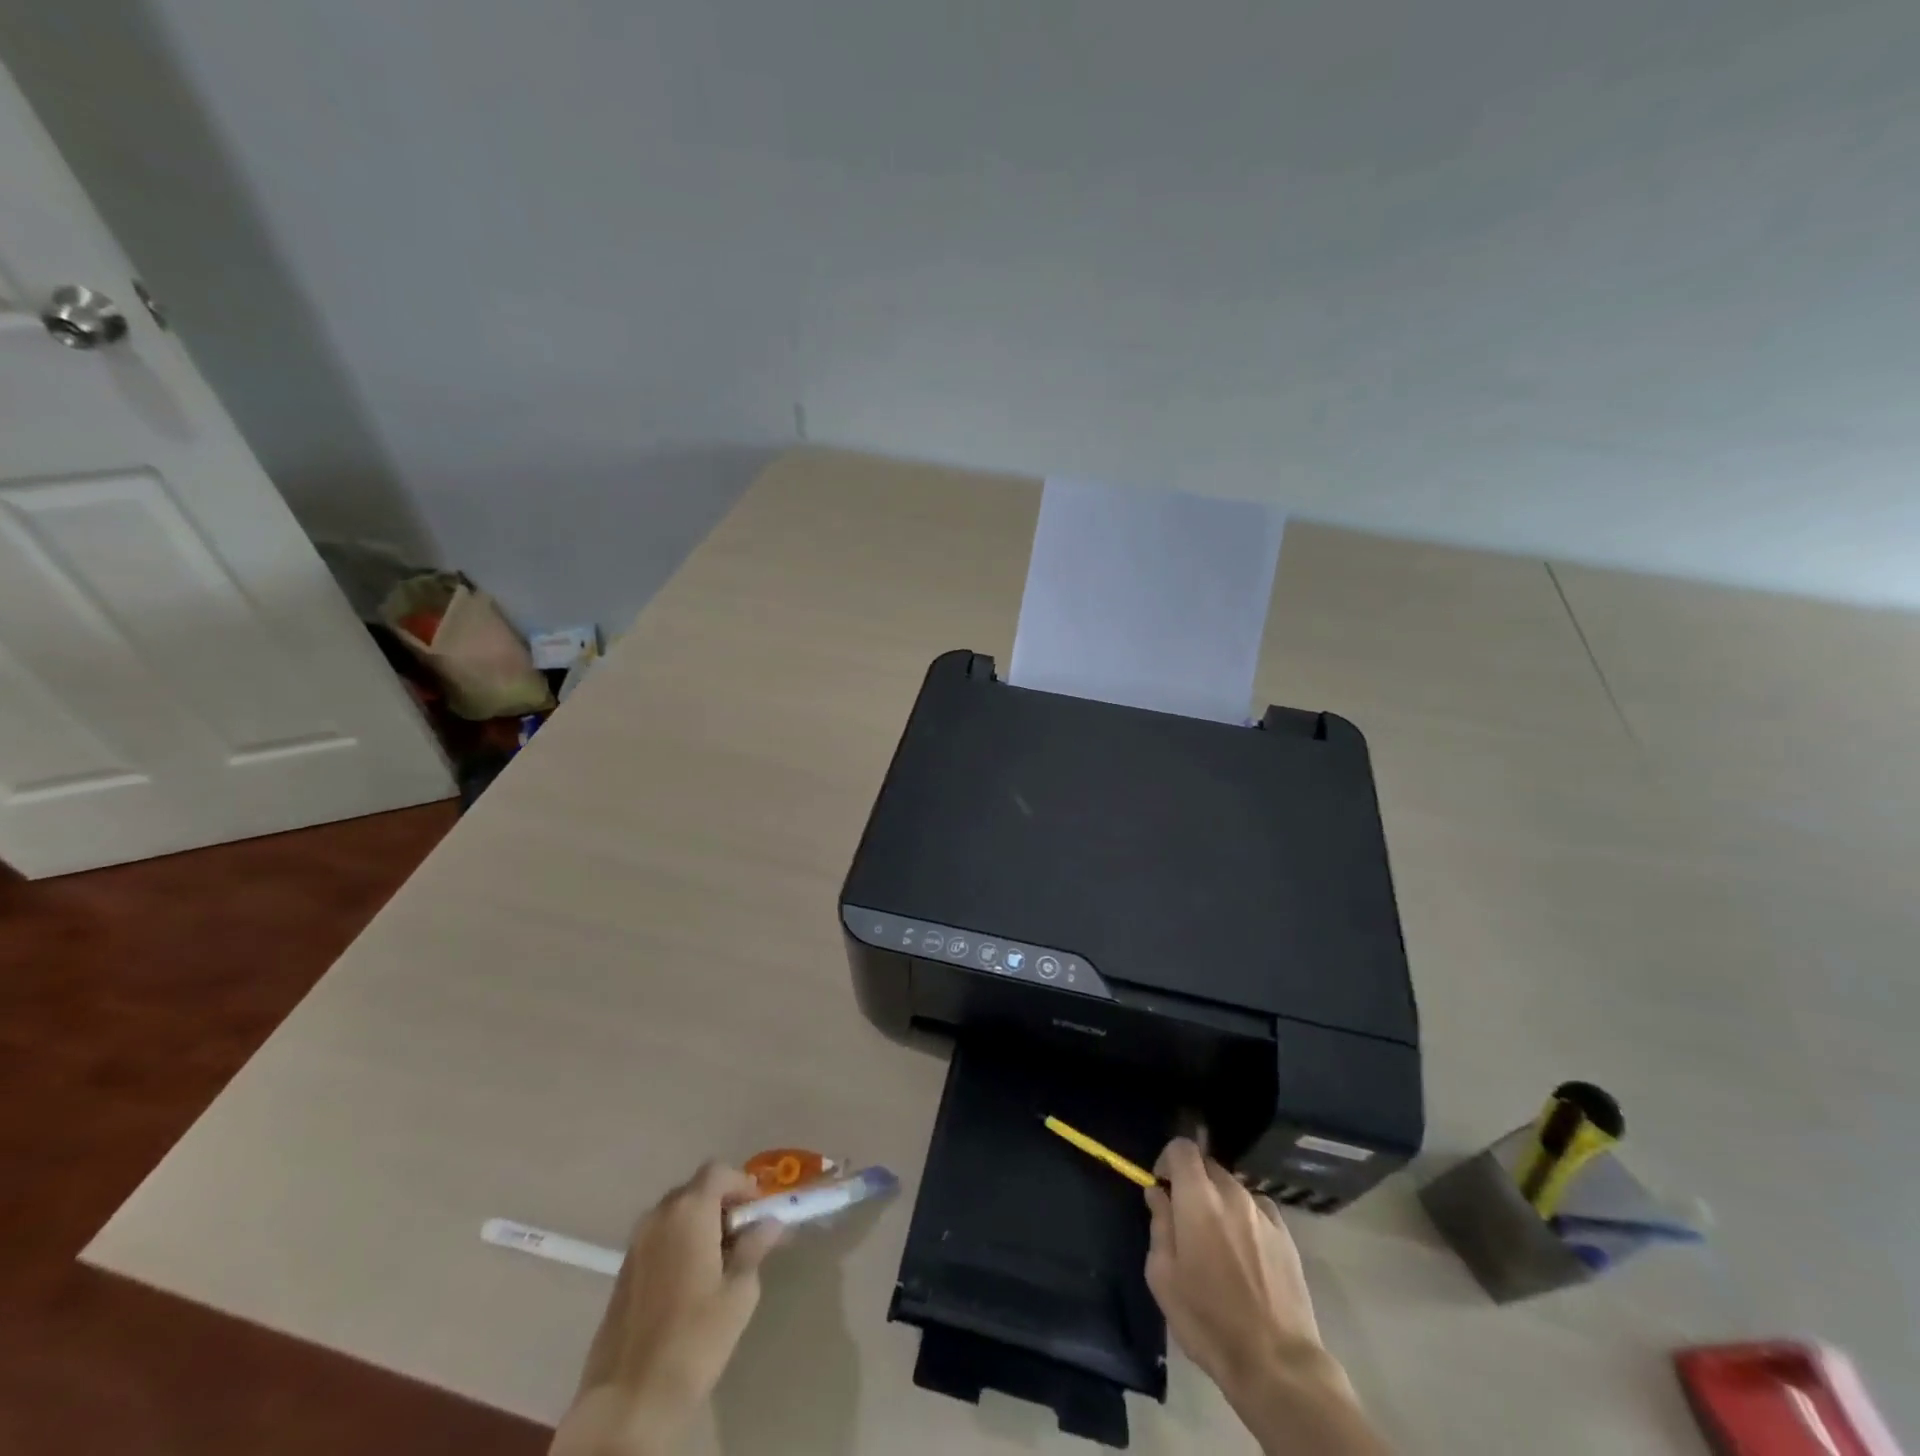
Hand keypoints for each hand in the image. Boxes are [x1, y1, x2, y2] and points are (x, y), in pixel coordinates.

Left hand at [552, 1163, 780, 1455]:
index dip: (743, 1184)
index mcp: (689, 1210)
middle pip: (696, 1190)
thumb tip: (769, 1223)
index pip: (719, 1172)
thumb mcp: (739, 1293)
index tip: (760, 1211)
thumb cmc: (694, 1338)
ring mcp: (635, 1244)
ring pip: (675, 1215)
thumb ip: (754, 1248)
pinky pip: (658, 1239)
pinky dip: (678, 1244)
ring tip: (719, 1261)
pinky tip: (690, 1282)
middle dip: (722, 1204)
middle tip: (744, 1236)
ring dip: (699, 1224)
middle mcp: (658, 1216)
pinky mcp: (622, 1272)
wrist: (628, 1400)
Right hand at [1145, 1139, 1388, 1455]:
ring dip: (1219, 1202)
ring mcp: (1263, 1213)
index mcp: (1198, 1198)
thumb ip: (1159, 1225)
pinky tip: (1245, 1254)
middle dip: (1192, 1182)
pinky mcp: (1286, 1235)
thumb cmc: (1208, 1321)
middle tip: (1186, 1219)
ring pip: (1232, 1188)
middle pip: (1208, 1165)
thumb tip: (1159, 1195)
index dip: (1168, 1161)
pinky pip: (1257, 1210)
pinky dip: (1245, 1219)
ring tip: (1218, 1243)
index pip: (1182, 1148)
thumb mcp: (1163, 1277)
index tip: (1162, 1188)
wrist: (1277, 1363)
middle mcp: (1232, 1194)